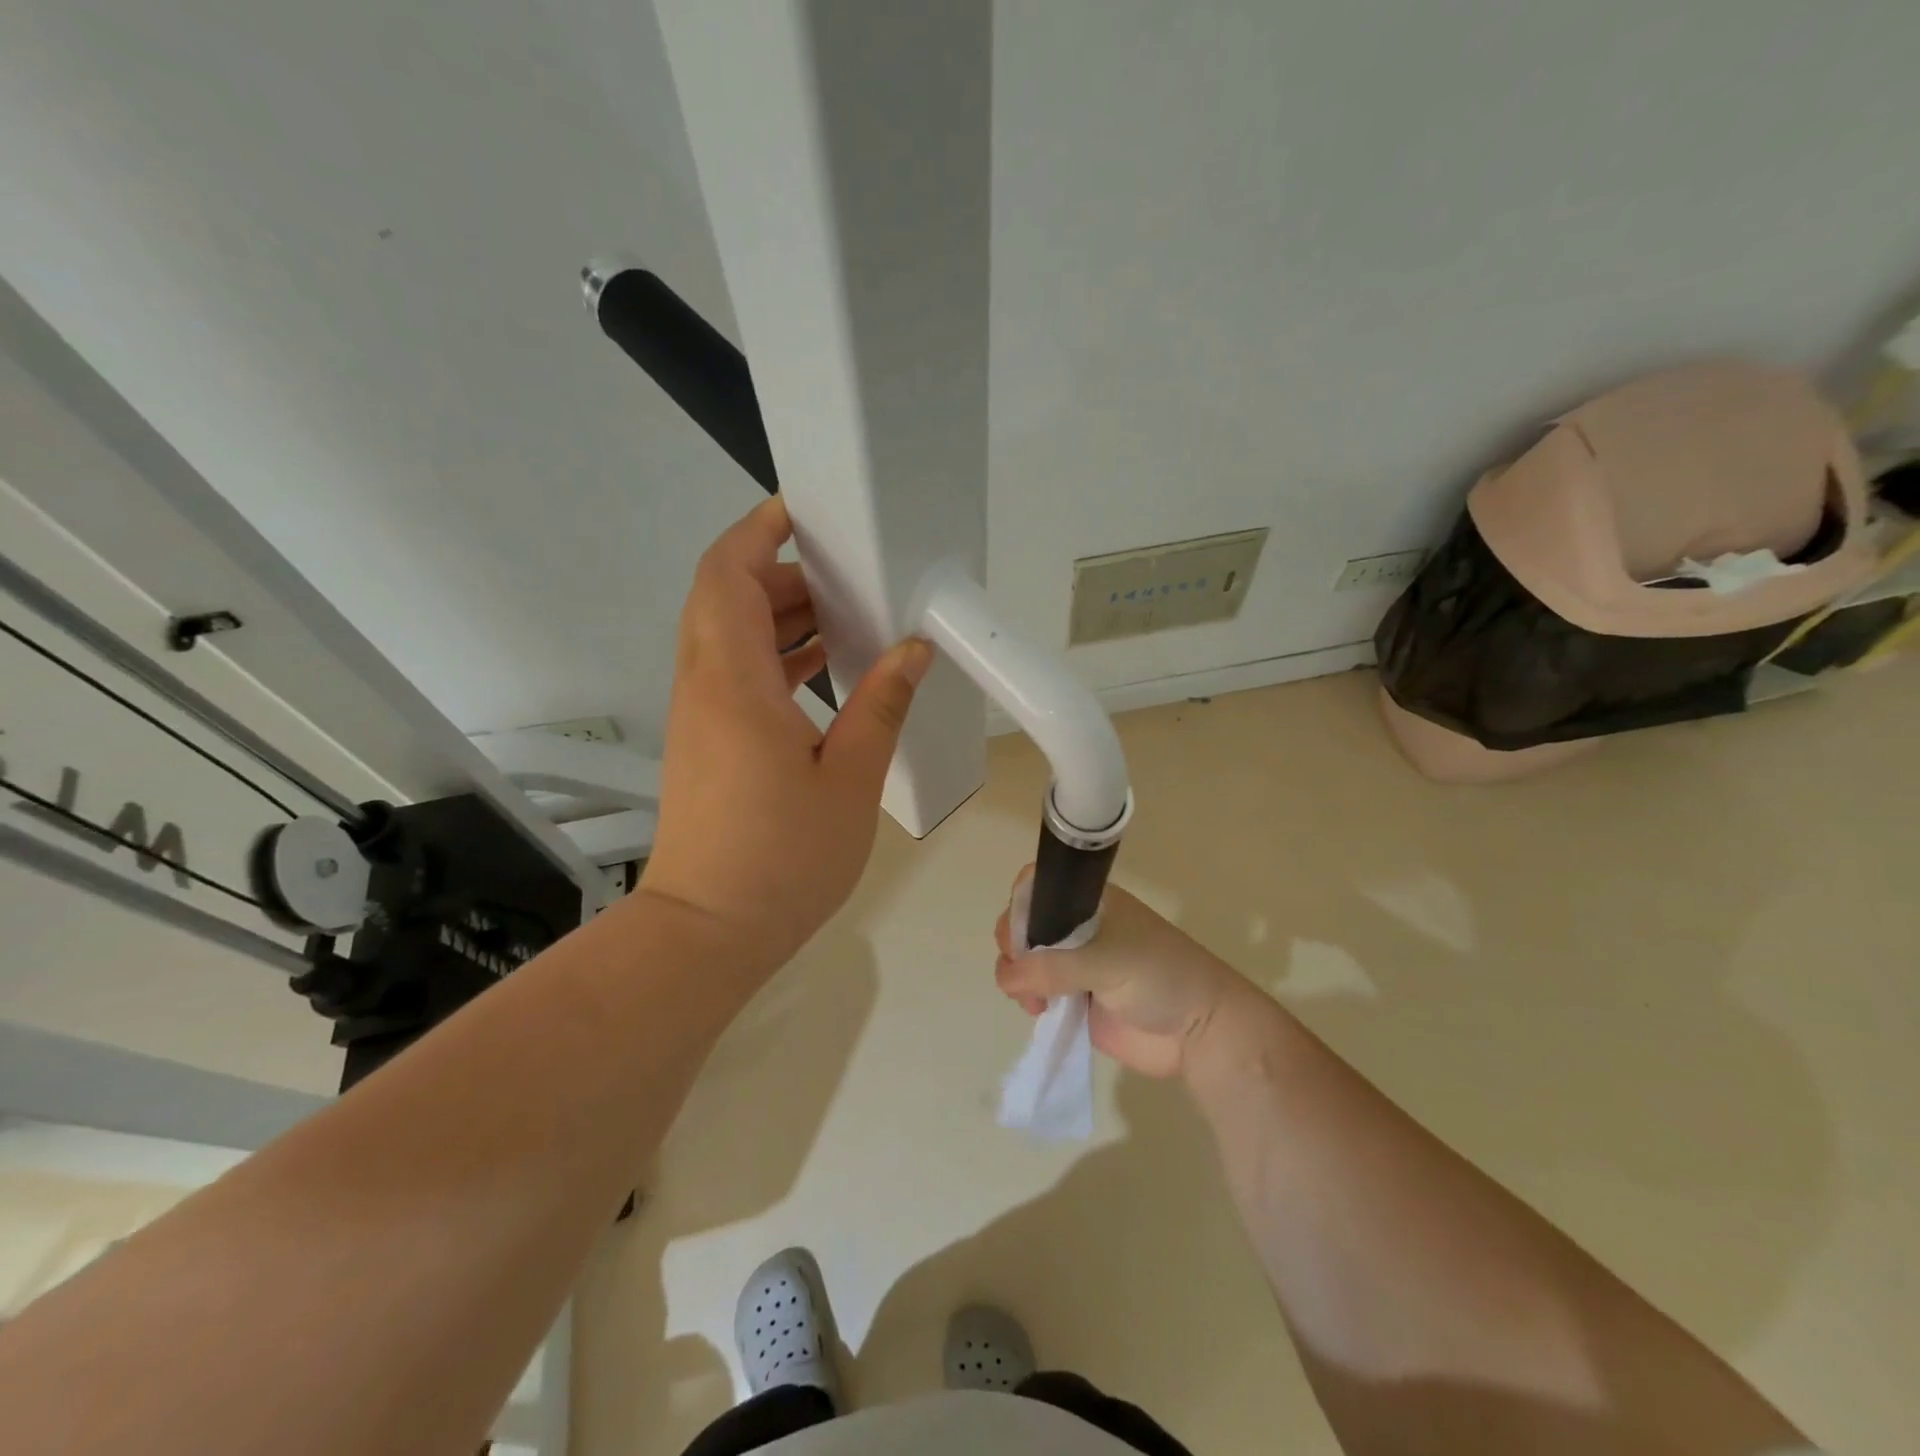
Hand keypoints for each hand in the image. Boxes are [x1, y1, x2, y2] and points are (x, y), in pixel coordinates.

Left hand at [640, 497, 931, 971]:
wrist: (708, 932)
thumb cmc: (782, 858)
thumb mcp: (850, 778)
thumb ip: (880, 704)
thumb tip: (912, 649)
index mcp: (733, 681)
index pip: (727, 574)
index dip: (758, 531)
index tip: (804, 513)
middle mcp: (704, 686)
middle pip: (725, 597)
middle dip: (781, 574)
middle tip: (846, 578)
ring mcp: (699, 716)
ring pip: (728, 636)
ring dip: (778, 616)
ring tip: (845, 617)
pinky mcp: (706, 742)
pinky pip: (733, 673)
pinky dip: (773, 656)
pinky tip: (824, 669)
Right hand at [993, 868, 1252, 1079]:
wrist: (1200, 1032)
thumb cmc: (1160, 977)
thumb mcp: (1107, 961)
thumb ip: (1053, 967)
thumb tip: (1007, 976)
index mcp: (1089, 903)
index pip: (1038, 886)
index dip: (1021, 905)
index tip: (1020, 935)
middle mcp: (1077, 928)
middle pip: (1025, 924)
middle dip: (1014, 945)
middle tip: (1024, 970)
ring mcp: (1074, 964)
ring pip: (1025, 960)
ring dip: (1018, 977)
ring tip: (1035, 1001)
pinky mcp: (1074, 999)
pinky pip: (1036, 991)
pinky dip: (1027, 998)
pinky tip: (1038, 1010)